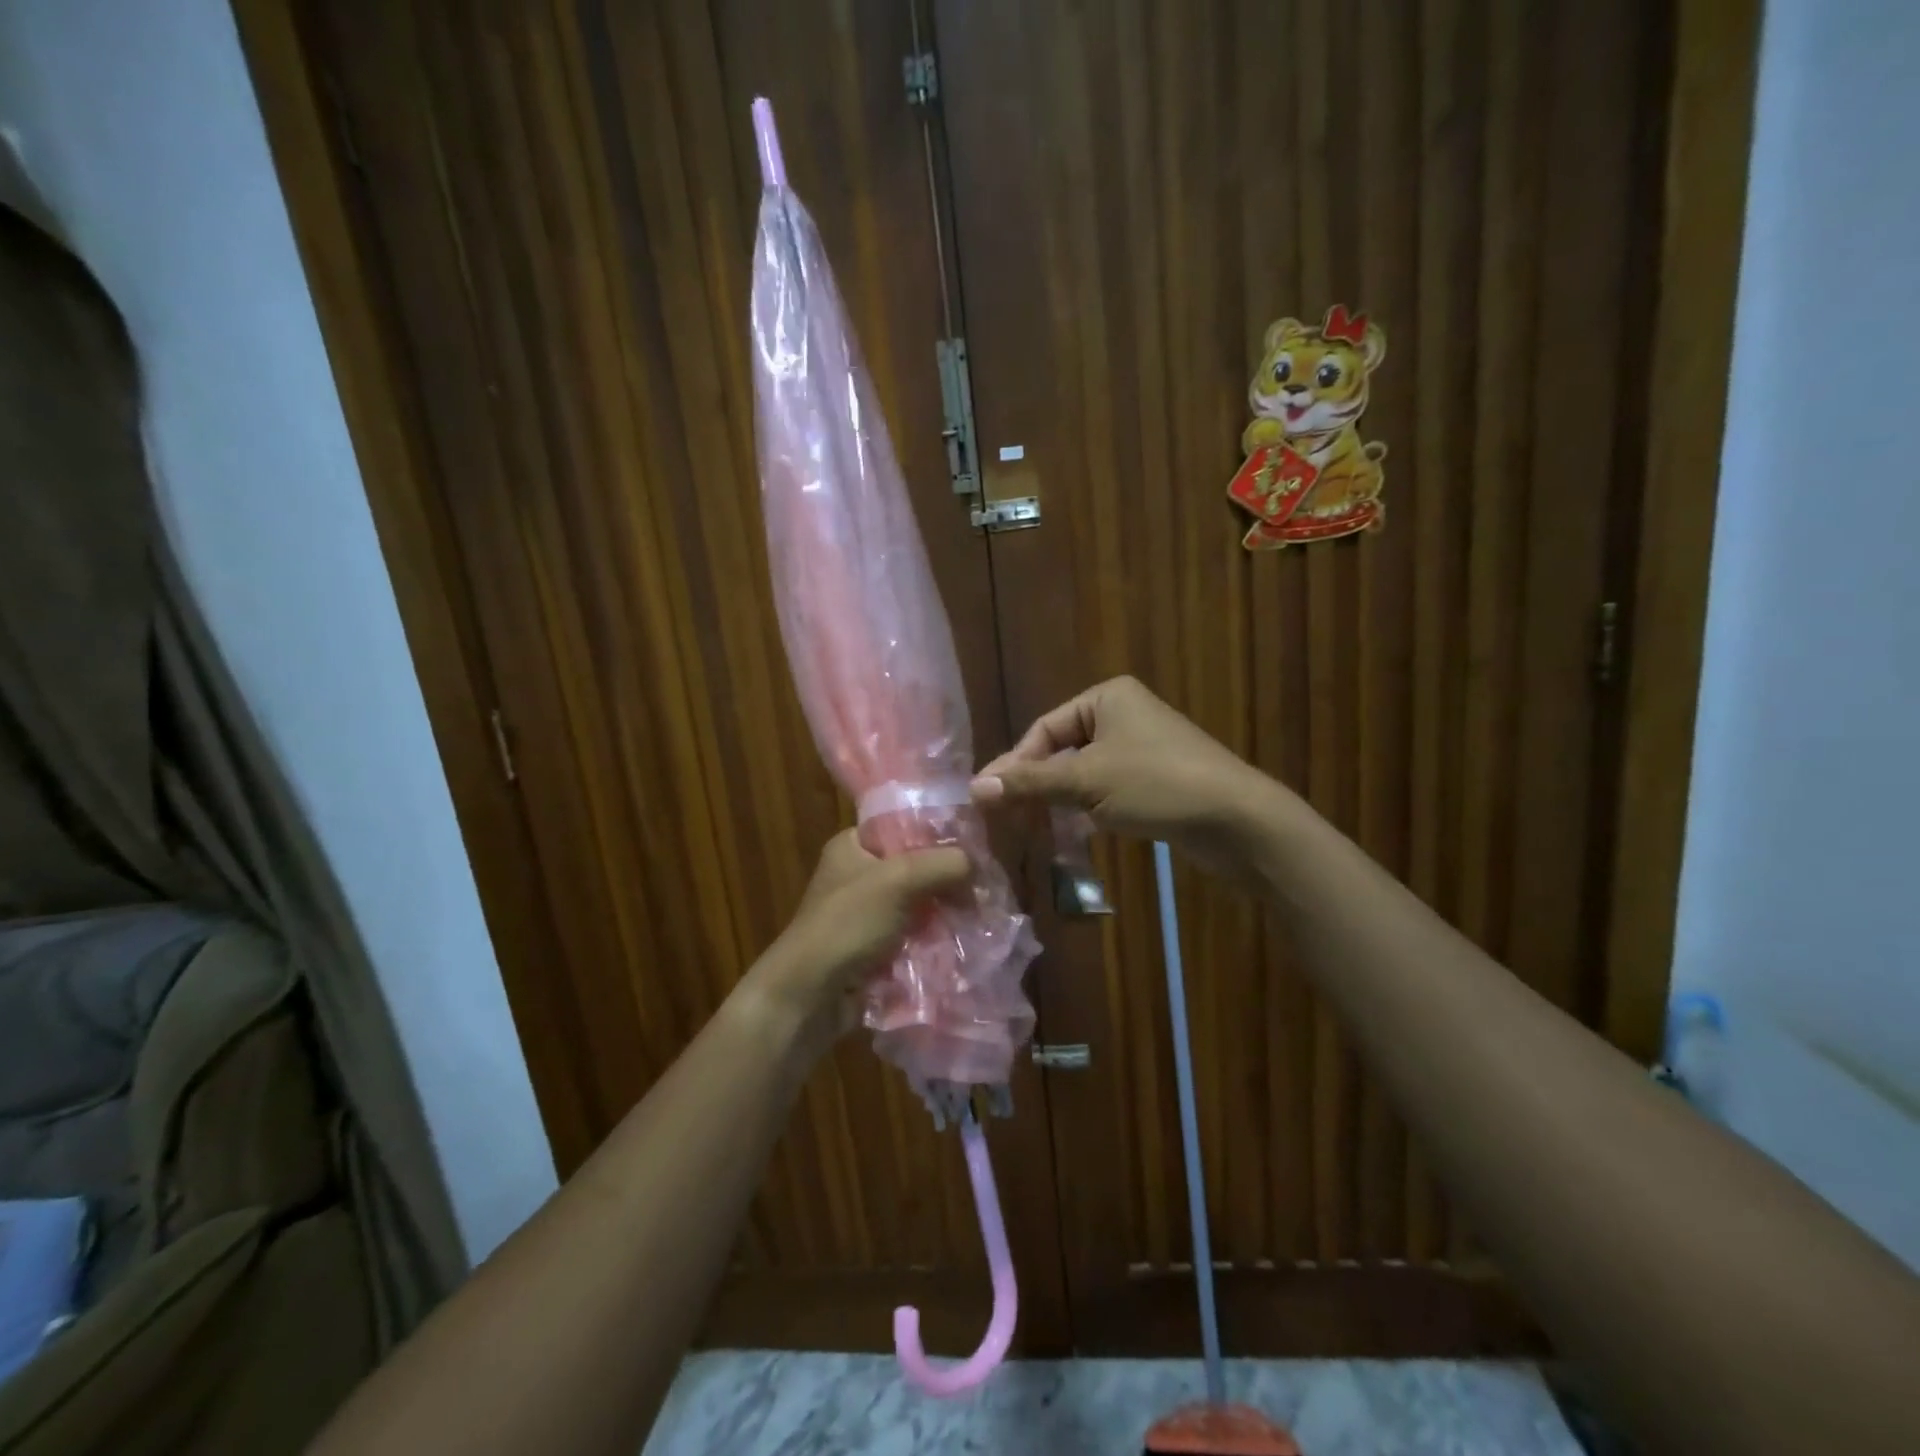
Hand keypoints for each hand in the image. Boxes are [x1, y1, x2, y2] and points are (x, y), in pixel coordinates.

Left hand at [738, 830, 969, 1055]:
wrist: (810, 996)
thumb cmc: (848, 924)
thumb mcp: (899, 880)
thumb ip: (943, 864)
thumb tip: (977, 866)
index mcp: (852, 845)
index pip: (904, 825)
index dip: (940, 834)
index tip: (977, 846)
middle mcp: (858, 874)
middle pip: (916, 866)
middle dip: (948, 879)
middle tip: (985, 888)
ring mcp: (866, 913)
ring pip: (919, 903)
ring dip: (945, 911)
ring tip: (982, 915)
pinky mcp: (875, 947)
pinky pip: (915, 934)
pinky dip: (935, 937)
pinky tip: (964, 940)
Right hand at [970, 676, 1275, 882]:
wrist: (1237, 819)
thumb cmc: (1156, 785)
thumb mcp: (1086, 782)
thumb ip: (1030, 783)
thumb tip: (974, 788)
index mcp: (1107, 698)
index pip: (1045, 729)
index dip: (1016, 764)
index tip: (992, 799)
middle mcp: (1124, 714)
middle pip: (1063, 750)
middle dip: (1037, 783)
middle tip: (1008, 817)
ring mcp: (1143, 747)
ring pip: (1084, 772)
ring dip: (1060, 799)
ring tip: (1034, 827)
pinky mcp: (1157, 778)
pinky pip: (1108, 788)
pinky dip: (1088, 807)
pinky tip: (1074, 831)